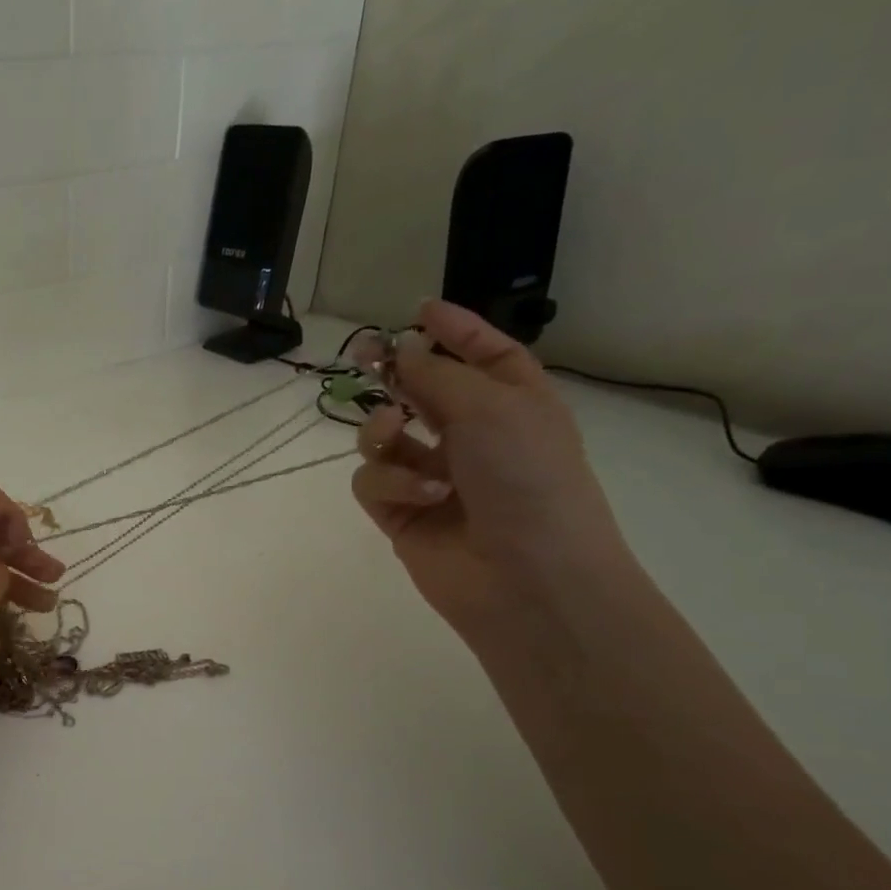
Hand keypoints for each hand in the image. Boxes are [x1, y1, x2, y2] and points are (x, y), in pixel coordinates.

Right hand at [351, 300, 635, 634]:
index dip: (456, 331)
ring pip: (383, 436)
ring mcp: (432, 476)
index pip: (484, 356)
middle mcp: (472, 437)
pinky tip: (422, 495)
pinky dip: (390, 481)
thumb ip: (436, 376)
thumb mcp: (490, 409)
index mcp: (513, 405)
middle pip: (422, 392)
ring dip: (383, 429)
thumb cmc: (528, 480)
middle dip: (394, 373)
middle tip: (362, 355)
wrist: (527, 578)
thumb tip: (399, 351)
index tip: (418, 310)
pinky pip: (372, 480)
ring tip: (395, 433)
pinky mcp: (399, 513)